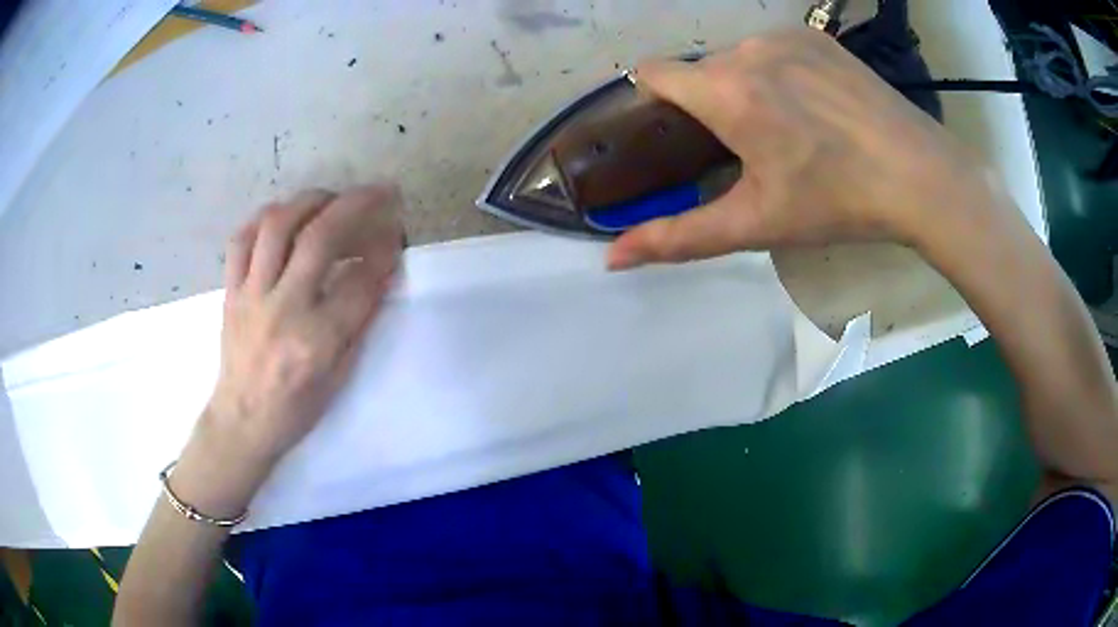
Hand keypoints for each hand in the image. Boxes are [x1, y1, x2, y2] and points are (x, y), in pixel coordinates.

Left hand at [203, 186, 402, 470]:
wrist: (243, 421)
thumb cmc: (296, 408)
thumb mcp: (339, 375)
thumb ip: (359, 321)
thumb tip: (378, 273)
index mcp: (317, 341)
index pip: (360, 281)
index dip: (384, 250)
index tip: (396, 233)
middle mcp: (284, 310)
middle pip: (320, 238)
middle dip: (356, 205)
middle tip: (379, 192)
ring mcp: (252, 296)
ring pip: (277, 226)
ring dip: (310, 200)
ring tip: (330, 198)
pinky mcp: (231, 291)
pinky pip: (241, 239)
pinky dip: (264, 218)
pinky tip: (283, 216)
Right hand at [607, 29, 1003, 269]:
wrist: (919, 176)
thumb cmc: (837, 201)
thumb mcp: (756, 223)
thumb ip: (679, 237)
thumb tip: (613, 258)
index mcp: (725, 91)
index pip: (653, 73)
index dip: (656, 102)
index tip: (680, 134)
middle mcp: (747, 49)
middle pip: (701, 70)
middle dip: (710, 103)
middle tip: (750, 147)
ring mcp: (786, 37)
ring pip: (739, 58)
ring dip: (746, 86)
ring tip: (790, 127)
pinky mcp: (818, 38)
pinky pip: (776, 48)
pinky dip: (779, 72)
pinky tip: (816, 105)